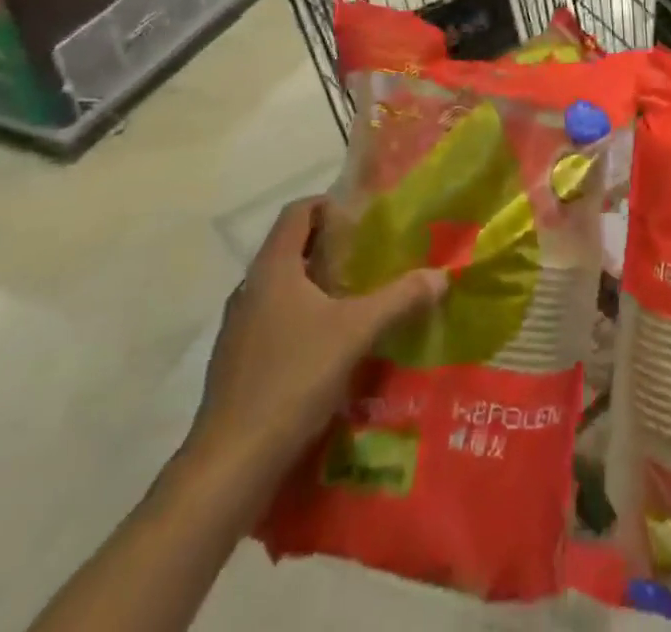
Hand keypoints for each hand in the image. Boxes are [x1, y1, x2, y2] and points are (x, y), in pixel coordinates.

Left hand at [183, 197, 445, 500]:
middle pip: (290, 249)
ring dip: (316, 288)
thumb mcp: (356, 332)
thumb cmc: (292, 379)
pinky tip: (329, 351)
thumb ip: (400, 299)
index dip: (328, 205)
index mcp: (272, 269)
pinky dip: (302, 322)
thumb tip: (441, 275)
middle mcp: (249, 290)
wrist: (229, 465)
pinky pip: (274, 324)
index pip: (296, 212)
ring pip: (282, 289)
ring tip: (356, 303)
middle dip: (329, 248)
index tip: (362, 220)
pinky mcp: (236, 364)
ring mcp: (238, 329)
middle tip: (370, 259)